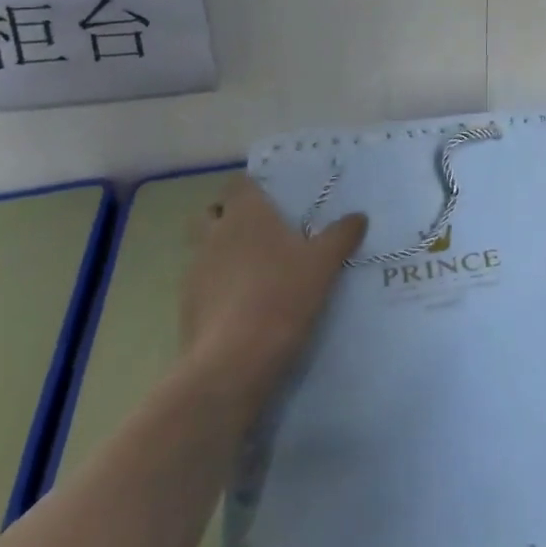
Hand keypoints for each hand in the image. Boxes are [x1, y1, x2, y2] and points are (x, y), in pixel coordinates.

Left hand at [181, 176, 366, 394]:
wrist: (234, 361)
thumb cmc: (283, 295)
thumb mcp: (324, 263)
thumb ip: (341, 235)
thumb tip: (359, 217)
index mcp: (246, 214)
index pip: (238, 185)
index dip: (252, 189)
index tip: (272, 199)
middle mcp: (215, 235)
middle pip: (211, 213)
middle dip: (227, 217)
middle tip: (258, 232)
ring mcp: (195, 272)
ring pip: (203, 250)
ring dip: (221, 254)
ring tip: (254, 272)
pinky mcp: (186, 308)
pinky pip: (201, 286)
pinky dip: (216, 289)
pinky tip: (242, 306)